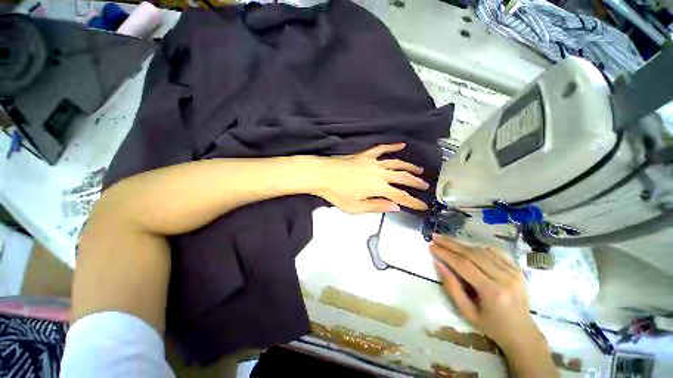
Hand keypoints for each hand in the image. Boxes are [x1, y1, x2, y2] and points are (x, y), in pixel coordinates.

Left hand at [315, 143, 429, 214]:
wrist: (323, 175)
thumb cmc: (337, 193)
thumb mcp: (356, 207)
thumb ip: (376, 206)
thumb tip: (395, 207)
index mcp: (378, 188)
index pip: (401, 196)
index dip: (413, 202)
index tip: (422, 206)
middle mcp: (380, 173)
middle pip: (403, 178)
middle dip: (416, 183)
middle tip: (426, 186)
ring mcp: (373, 162)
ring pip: (397, 163)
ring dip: (410, 167)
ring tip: (419, 170)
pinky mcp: (366, 155)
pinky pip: (382, 149)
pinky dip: (392, 146)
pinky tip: (401, 144)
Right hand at [430, 235, 543, 350]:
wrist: (522, 333)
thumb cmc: (491, 326)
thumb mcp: (466, 313)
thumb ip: (452, 288)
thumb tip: (438, 264)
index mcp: (493, 292)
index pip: (463, 265)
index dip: (445, 253)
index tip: (431, 246)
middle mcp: (505, 278)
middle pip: (472, 254)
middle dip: (450, 244)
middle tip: (435, 237)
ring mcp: (514, 272)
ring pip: (482, 251)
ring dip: (462, 244)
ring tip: (447, 241)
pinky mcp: (518, 270)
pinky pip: (496, 251)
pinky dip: (479, 247)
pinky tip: (469, 246)